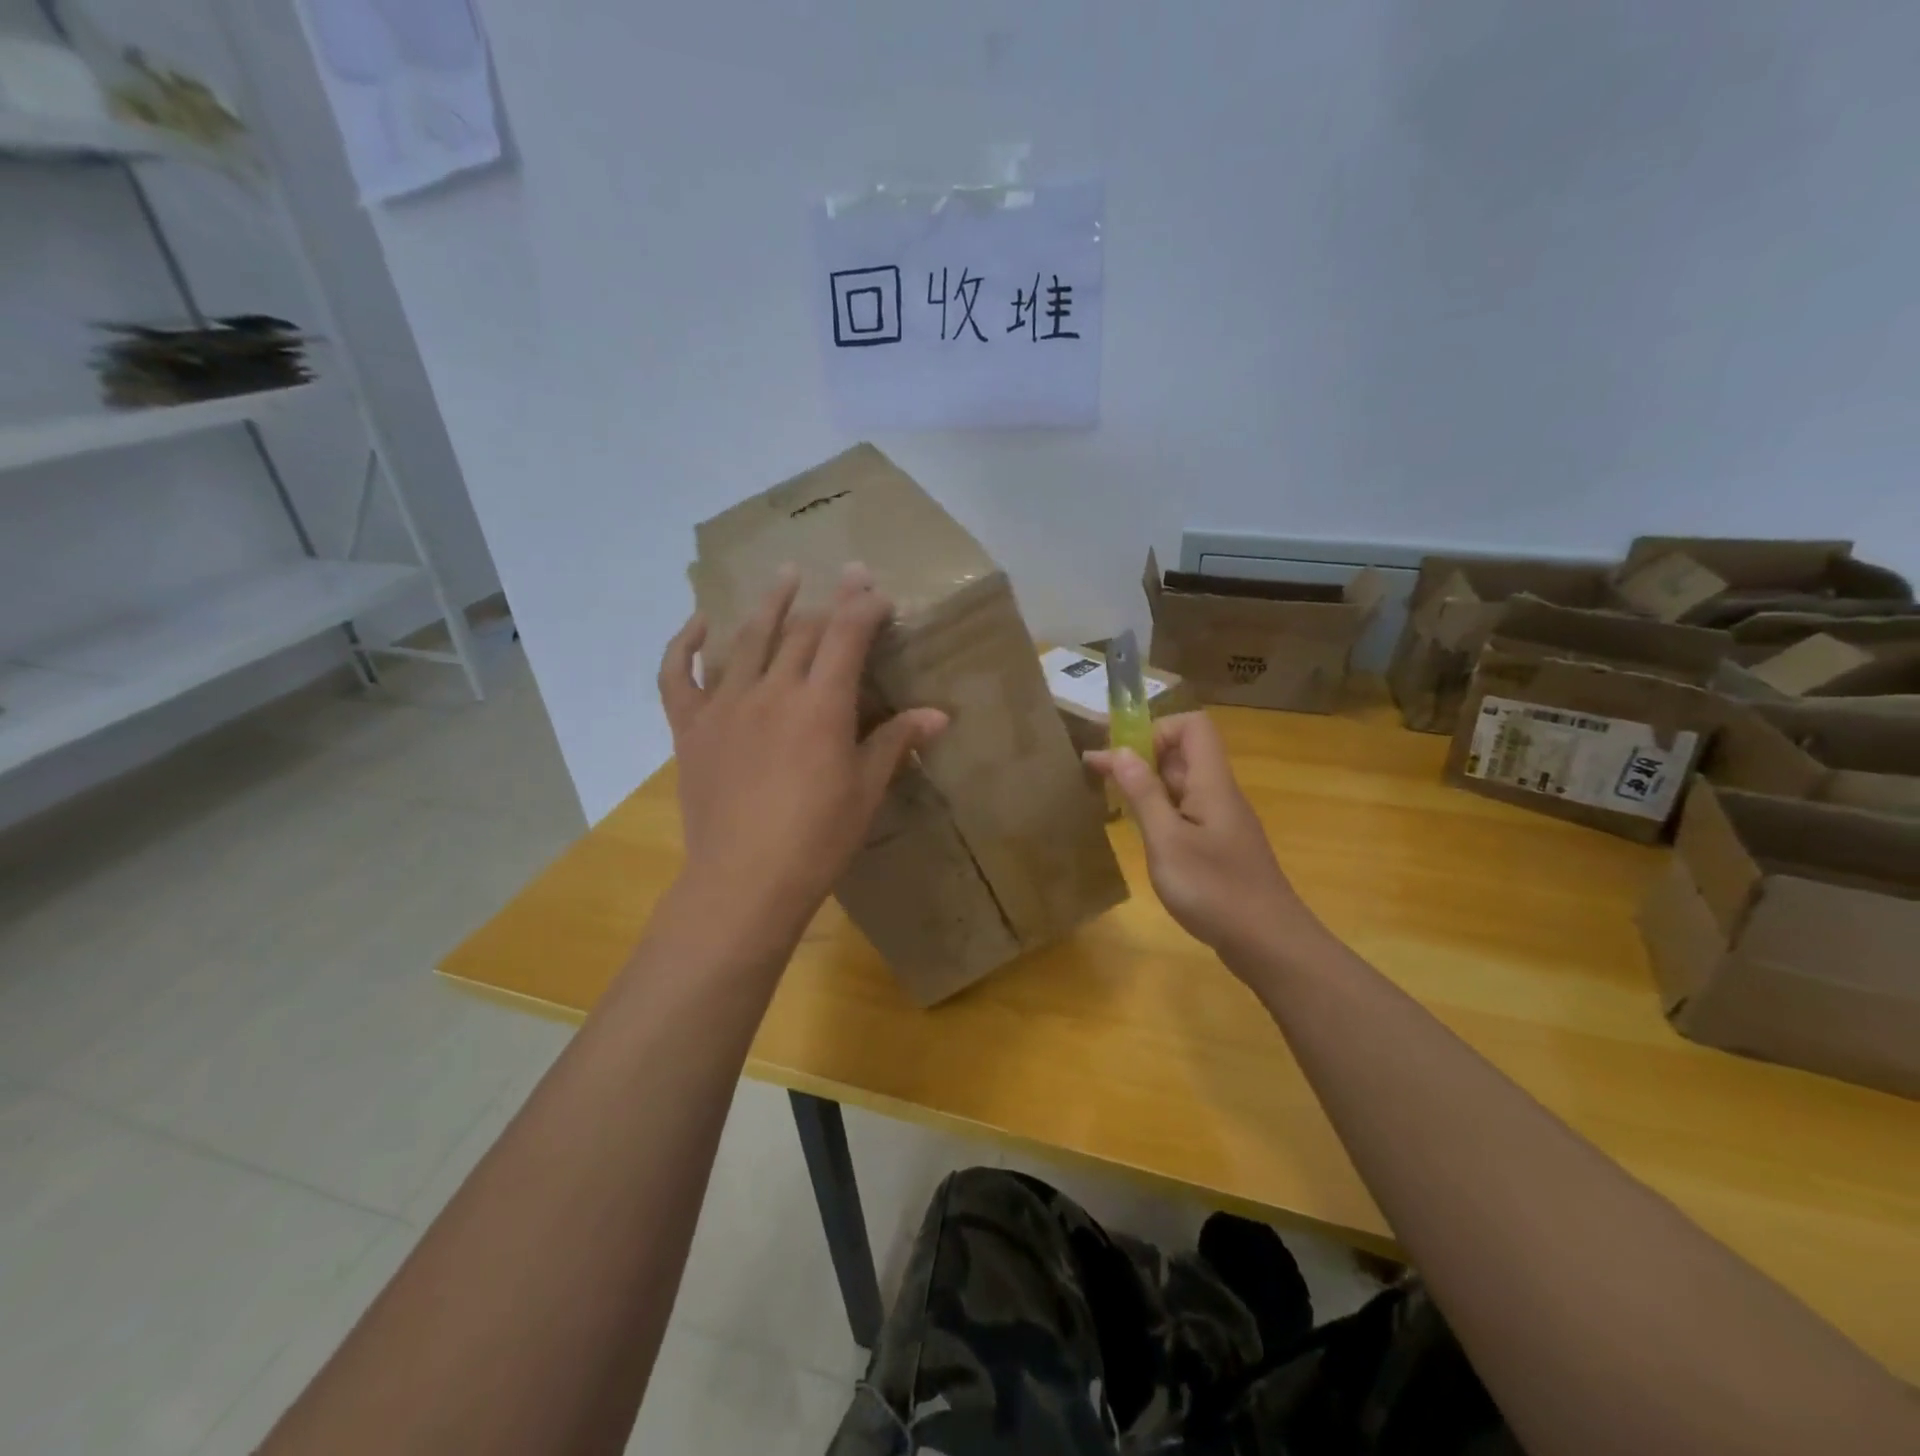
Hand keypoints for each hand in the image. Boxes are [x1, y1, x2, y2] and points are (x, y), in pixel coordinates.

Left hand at [658, 564, 947, 943]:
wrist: (745, 882)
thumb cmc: (818, 840)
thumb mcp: (866, 790)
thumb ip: (896, 742)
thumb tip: (939, 715)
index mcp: (821, 705)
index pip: (846, 635)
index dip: (864, 606)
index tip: (878, 591)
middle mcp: (772, 691)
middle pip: (801, 632)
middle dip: (829, 602)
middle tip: (846, 580)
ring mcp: (725, 705)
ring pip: (748, 639)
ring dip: (770, 603)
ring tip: (785, 575)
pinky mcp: (690, 728)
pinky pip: (678, 675)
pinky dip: (685, 644)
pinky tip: (700, 622)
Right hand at [1086, 713, 1316, 969]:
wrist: (1269, 944)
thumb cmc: (1215, 890)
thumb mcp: (1167, 841)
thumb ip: (1144, 794)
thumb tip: (1120, 751)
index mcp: (1211, 783)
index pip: (1192, 726)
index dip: (1155, 729)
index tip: (1120, 753)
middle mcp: (1218, 793)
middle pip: (1183, 753)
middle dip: (1140, 754)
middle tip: (1096, 772)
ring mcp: (1221, 821)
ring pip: (1181, 784)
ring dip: (1146, 784)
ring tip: (1110, 798)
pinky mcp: (1219, 846)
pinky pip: (1185, 811)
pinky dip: (1158, 811)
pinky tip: (1140, 831)